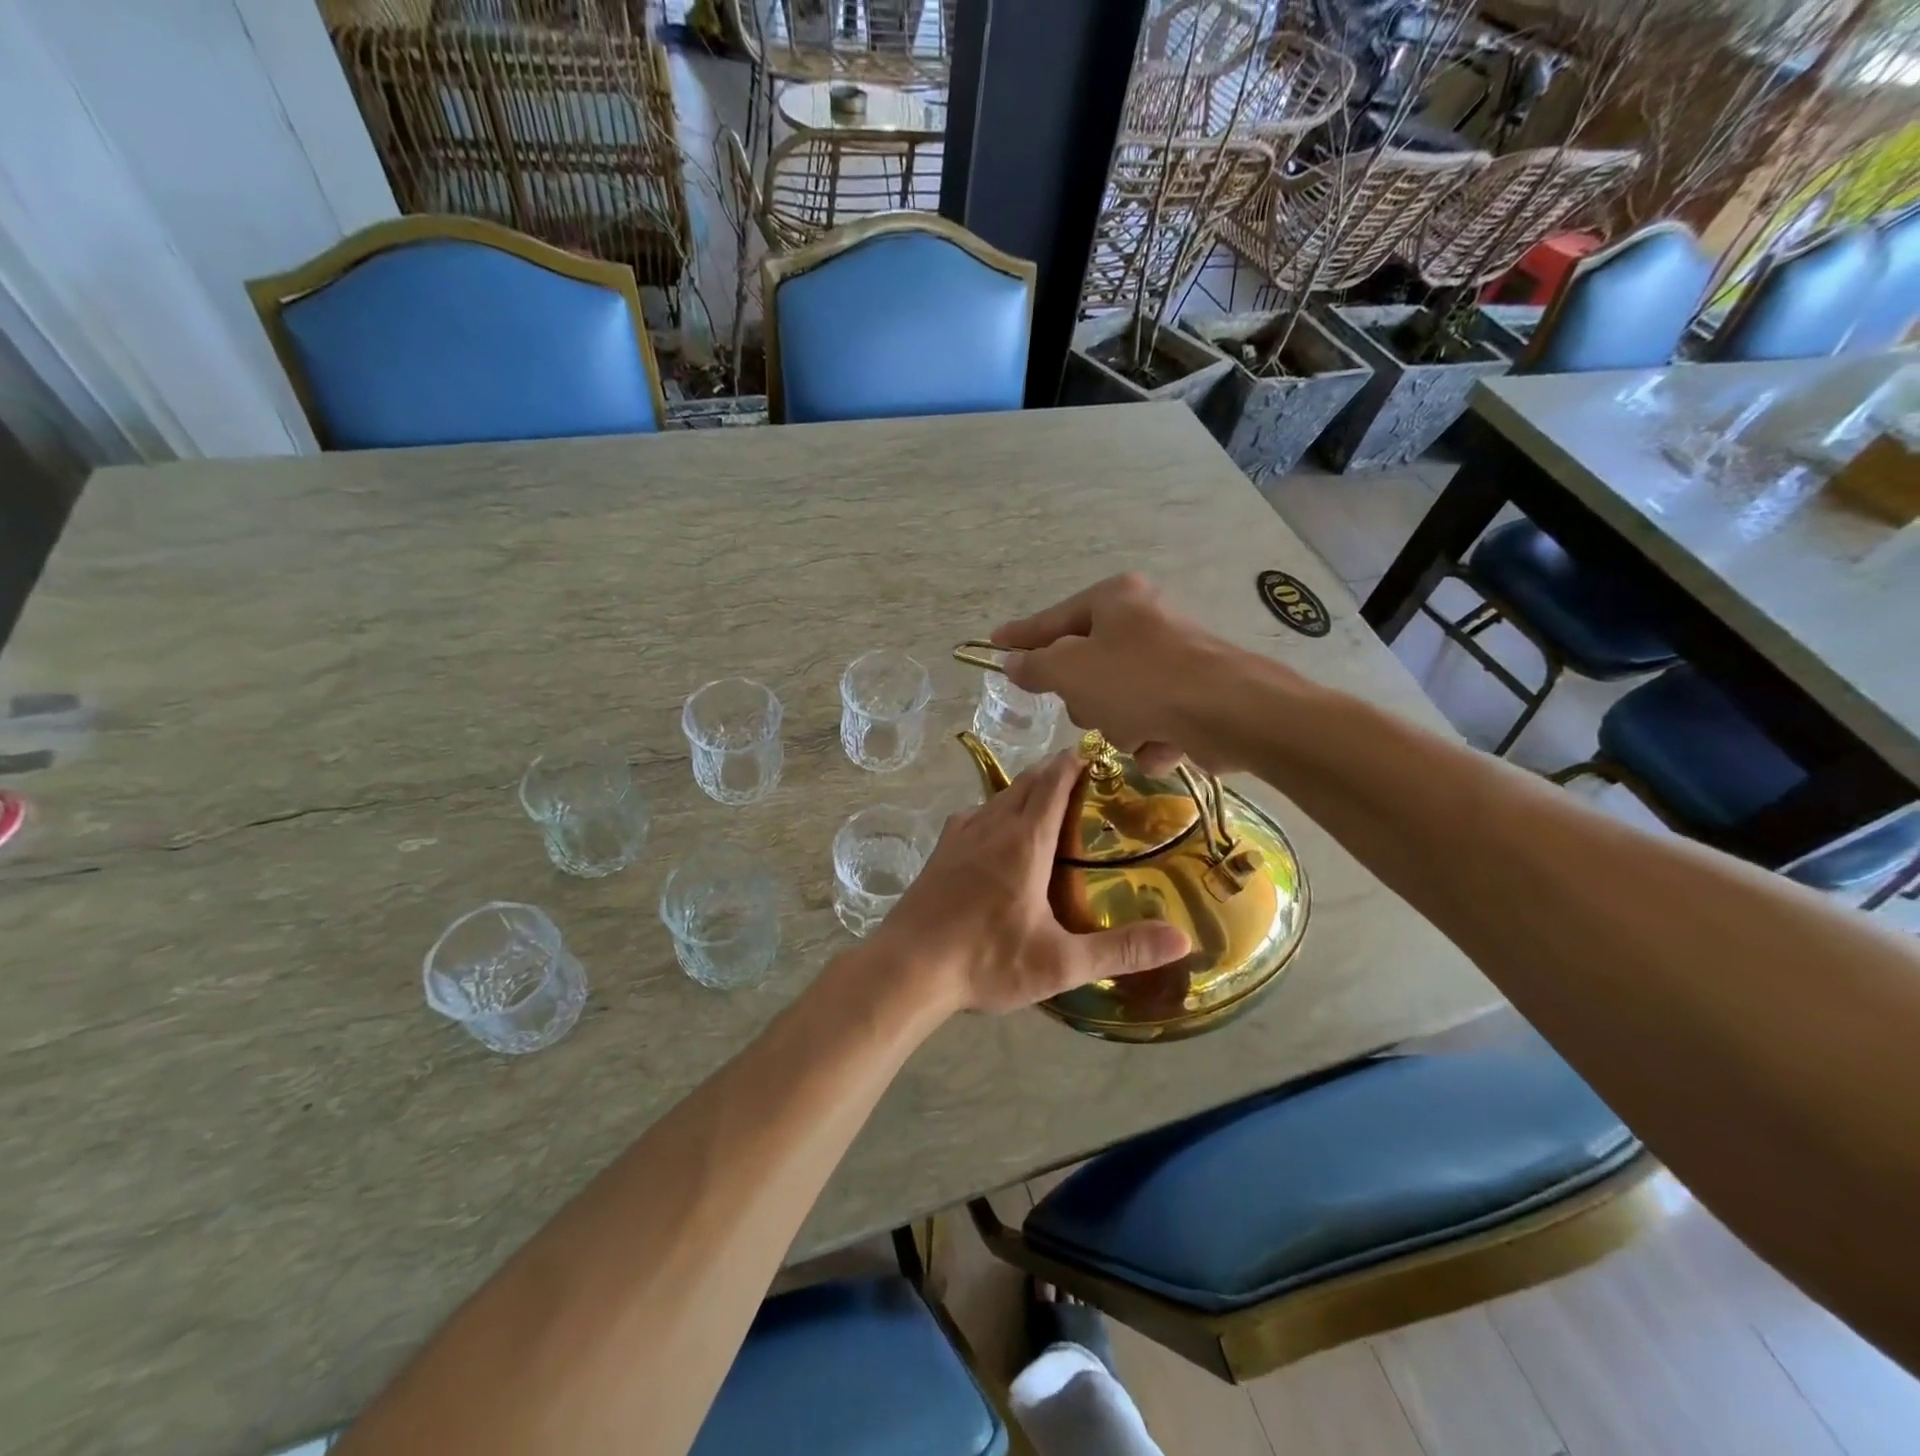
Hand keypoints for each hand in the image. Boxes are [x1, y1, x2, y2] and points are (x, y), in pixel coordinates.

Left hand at [869, 752, 1189, 1015]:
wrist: (907, 968)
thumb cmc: (986, 960)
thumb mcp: (1060, 963)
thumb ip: (1121, 950)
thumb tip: (1181, 940)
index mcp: (1024, 840)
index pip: (1053, 782)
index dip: (1075, 762)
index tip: (1098, 755)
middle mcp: (990, 825)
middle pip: (1026, 782)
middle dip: (1054, 773)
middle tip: (1085, 782)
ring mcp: (959, 836)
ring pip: (998, 796)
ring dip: (1025, 791)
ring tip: (1048, 805)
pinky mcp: (939, 852)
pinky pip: (975, 815)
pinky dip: (996, 811)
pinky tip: (998, 836)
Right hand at [993, 574, 1264, 774]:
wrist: (1231, 712)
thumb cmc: (1142, 681)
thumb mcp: (1072, 671)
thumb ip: (1036, 666)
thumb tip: (1013, 663)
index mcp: (1115, 600)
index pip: (1053, 619)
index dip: (1022, 636)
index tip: (995, 644)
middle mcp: (1144, 622)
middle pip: (1086, 667)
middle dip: (1086, 699)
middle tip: (1096, 707)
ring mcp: (1171, 659)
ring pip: (1116, 702)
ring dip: (1119, 725)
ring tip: (1139, 729)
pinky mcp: (1193, 696)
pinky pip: (1150, 721)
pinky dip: (1151, 737)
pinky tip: (1165, 741)